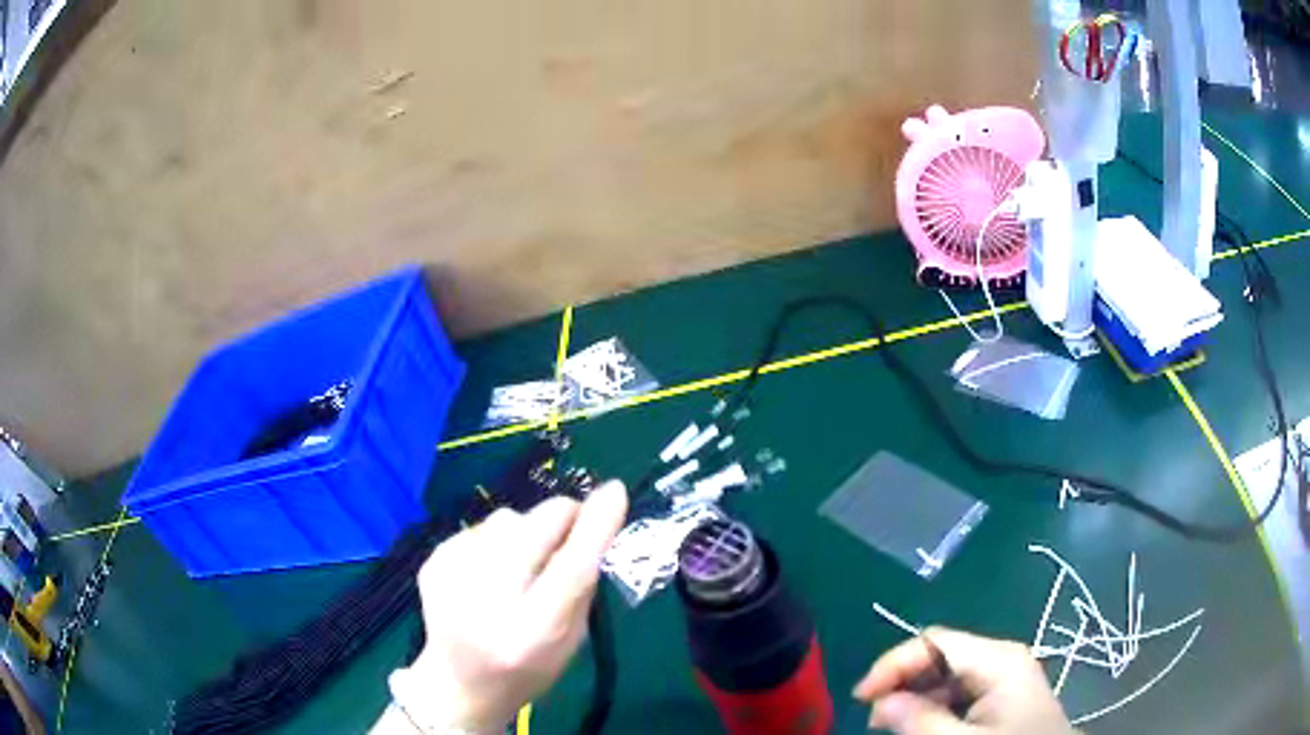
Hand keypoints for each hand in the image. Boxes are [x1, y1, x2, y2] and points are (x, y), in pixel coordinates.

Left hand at [391, 481, 627, 733]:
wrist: (460, 685)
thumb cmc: (528, 669)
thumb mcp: (571, 641)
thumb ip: (582, 585)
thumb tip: (595, 519)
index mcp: (533, 633)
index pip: (572, 568)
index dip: (596, 526)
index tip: (615, 492)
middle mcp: (488, 602)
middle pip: (534, 527)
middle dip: (562, 517)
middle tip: (569, 532)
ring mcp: (451, 577)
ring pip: (507, 519)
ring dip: (525, 532)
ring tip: (519, 567)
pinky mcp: (432, 562)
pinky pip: (480, 528)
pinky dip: (494, 543)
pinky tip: (486, 576)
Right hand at [853, 627, 1075, 734]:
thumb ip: (921, 720)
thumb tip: (882, 700)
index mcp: (997, 659)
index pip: (935, 641)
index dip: (894, 664)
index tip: (861, 698)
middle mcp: (1001, 658)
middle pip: (940, 656)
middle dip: (903, 683)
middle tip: (876, 720)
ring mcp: (1004, 677)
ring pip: (947, 676)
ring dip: (915, 698)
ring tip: (894, 726)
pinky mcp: (1004, 696)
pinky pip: (961, 693)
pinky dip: (935, 707)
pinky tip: (924, 727)